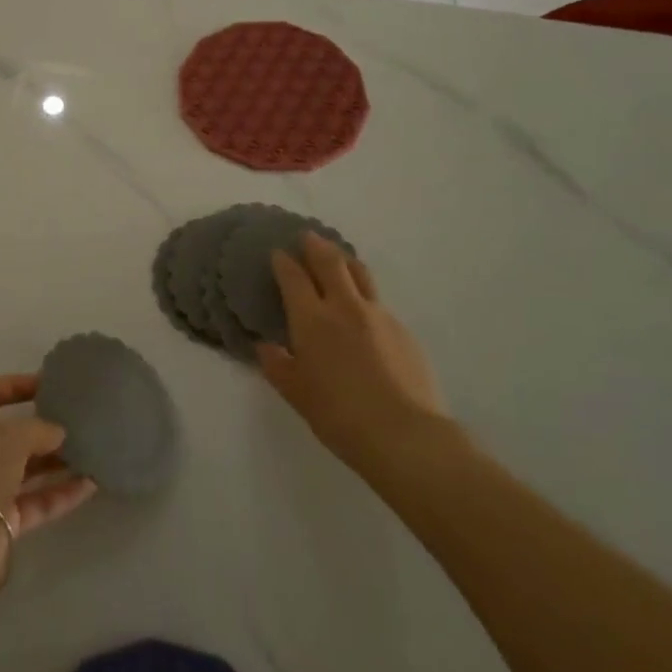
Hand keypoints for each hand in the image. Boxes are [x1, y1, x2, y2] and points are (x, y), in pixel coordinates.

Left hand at [0, 375, 96, 585]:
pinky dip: (60, 493)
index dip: (14, 385)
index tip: (48, 383)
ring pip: (24, 470)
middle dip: (42, 429)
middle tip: (76, 421)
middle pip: (8, 435)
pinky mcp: (0, 523)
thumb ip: (38, 429)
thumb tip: (58, 433)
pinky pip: (34, 501)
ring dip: (56, 461)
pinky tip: (90, 484)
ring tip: (91, 450)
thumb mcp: (9, 438)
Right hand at [256, 233, 447, 472]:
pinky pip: (378, 302)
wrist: (405, 434)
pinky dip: (364, 295)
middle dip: (316, 246)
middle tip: (307, 237)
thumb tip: (266, 347)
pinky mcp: (404, 330)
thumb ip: (277, 365)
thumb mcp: (295, 393)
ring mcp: (379, 315)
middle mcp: (345, 307)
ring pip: (360, 274)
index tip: (277, 253)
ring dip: (345, 261)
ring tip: (338, 259)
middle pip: (331, 262)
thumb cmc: (338, 414)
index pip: (293, 277)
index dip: (283, 262)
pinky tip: (363, 312)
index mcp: (312, 319)